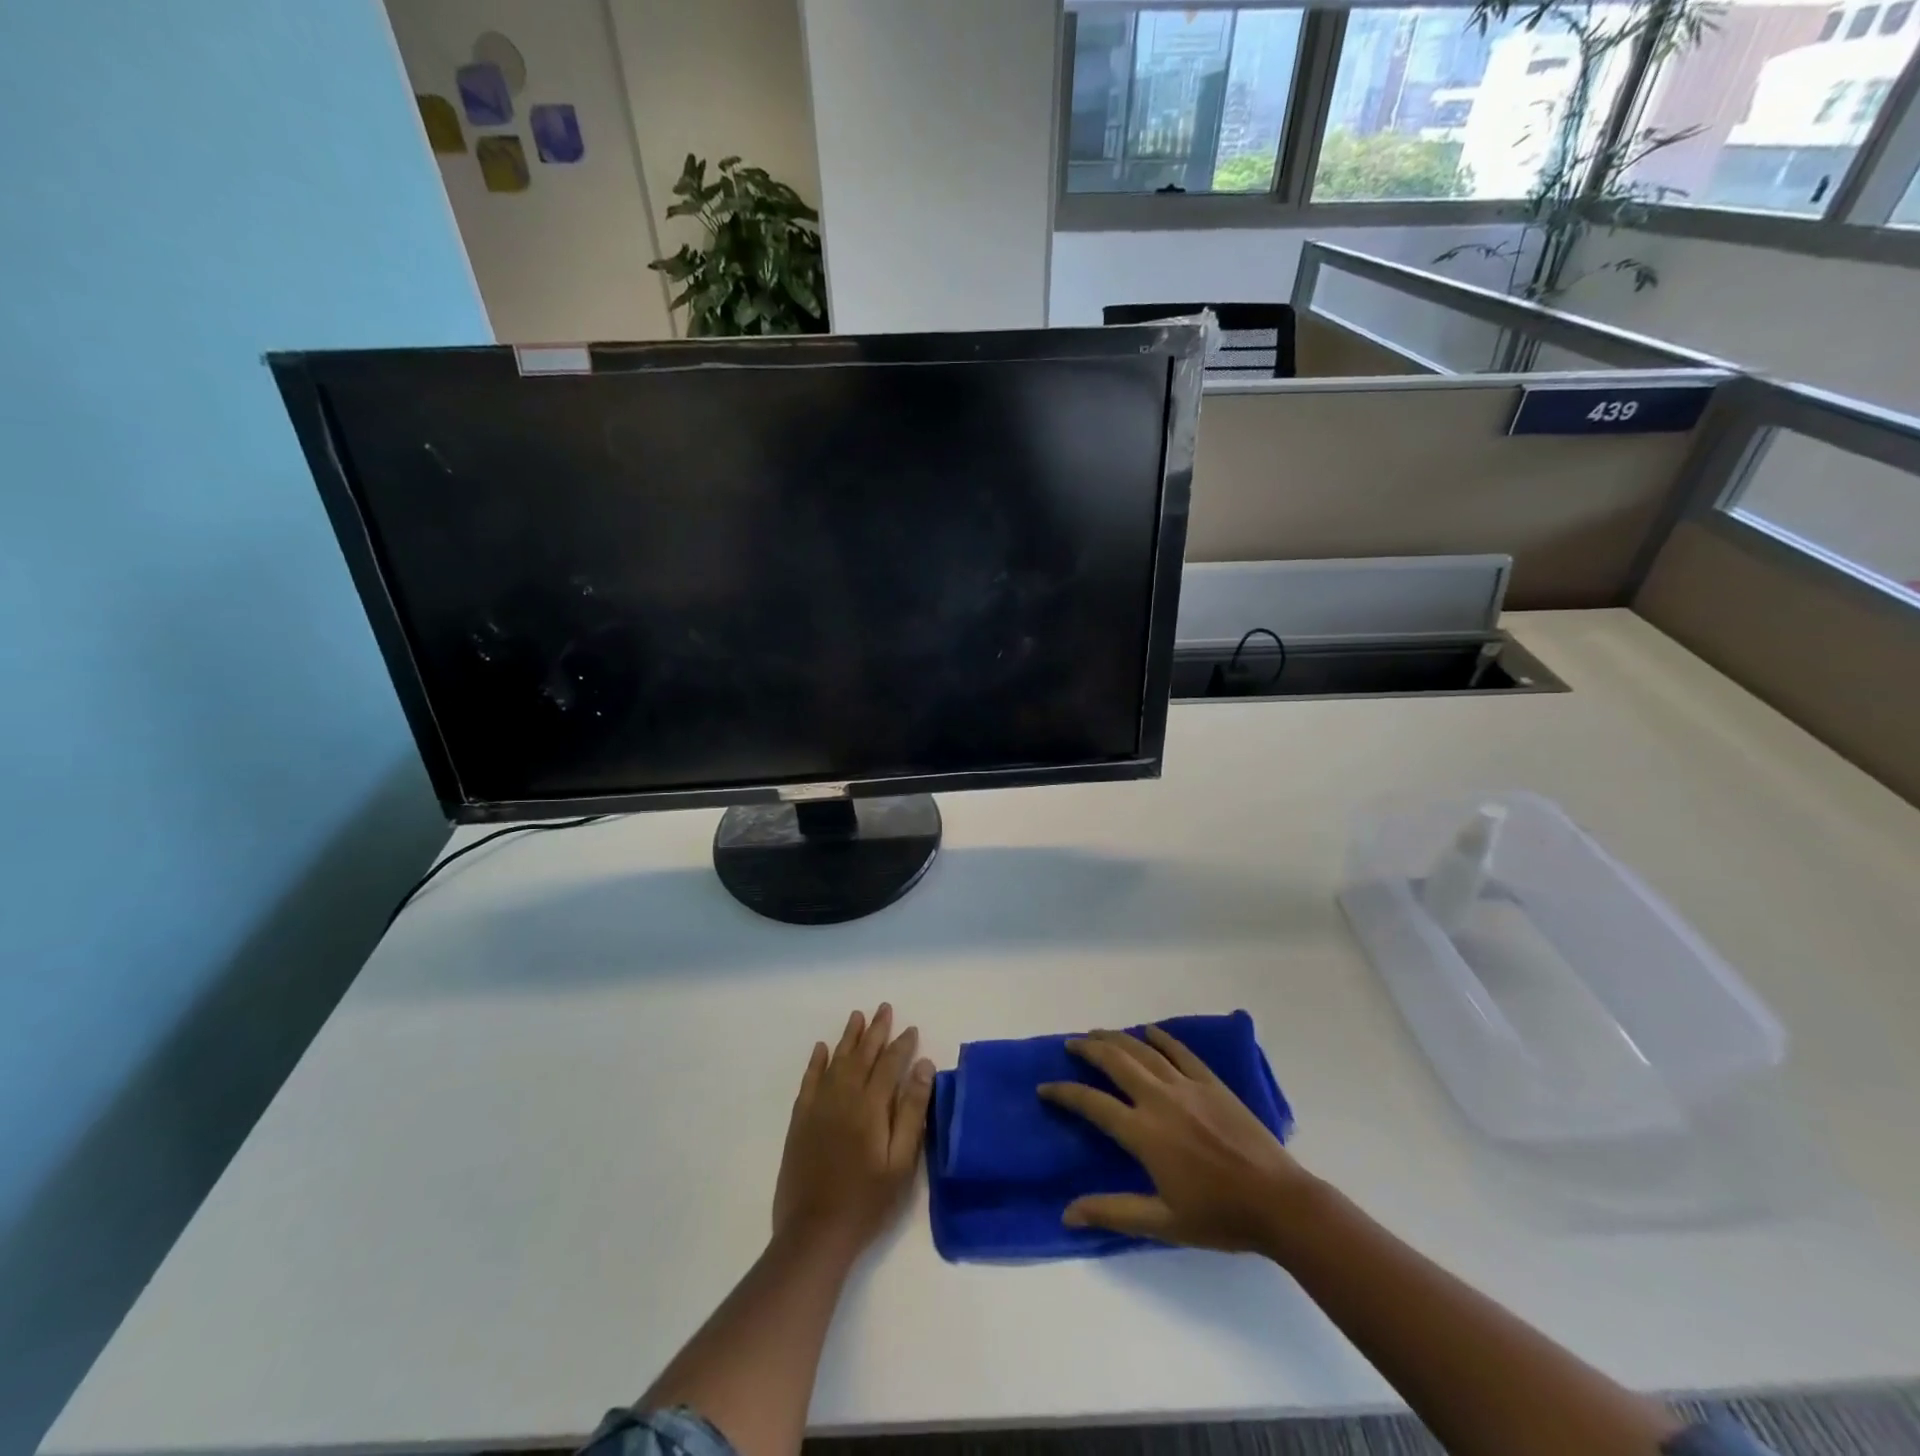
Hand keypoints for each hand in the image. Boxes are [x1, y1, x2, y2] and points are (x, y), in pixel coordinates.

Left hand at [772, 1004, 934, 1260]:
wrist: (815, 1232)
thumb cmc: (867, 1201)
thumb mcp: (901, 1162)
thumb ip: (912, 1111)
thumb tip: (923, 1066)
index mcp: (871, 1106)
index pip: (890, 1064)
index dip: (901, 1045)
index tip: (911, 1028)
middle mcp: (844, 1096)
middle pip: (862, 1055)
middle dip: (875, 1030)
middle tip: (884, 1008)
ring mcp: (818, 1107)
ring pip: (836, 1061)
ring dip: (848, 1037)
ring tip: (857, 1016)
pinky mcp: (800, 1121)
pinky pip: (809, 1080)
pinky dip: (816, 1062)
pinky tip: (821, 1048)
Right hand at [1038, 1025, 1315, 1253]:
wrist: (1278, 1202)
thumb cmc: (1219, 1217)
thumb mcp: (1162, 1223)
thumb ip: (1113, 1212)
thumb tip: (1067, 1214)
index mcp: (1144, 1132)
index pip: (1093, 1103)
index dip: (1065, 1093)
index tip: (1045, 1088)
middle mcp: (1159, 1099)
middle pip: (1114, 1061)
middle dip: (1088, 1049)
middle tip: (1071, 1045)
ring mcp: (1186, 1085)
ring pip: (1142, 1050)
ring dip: (1116, 1038)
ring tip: (1098, 1033)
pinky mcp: (1210, 1082)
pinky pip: (1179, 1051)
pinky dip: (1160, 1038)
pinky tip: (1148, 1032)